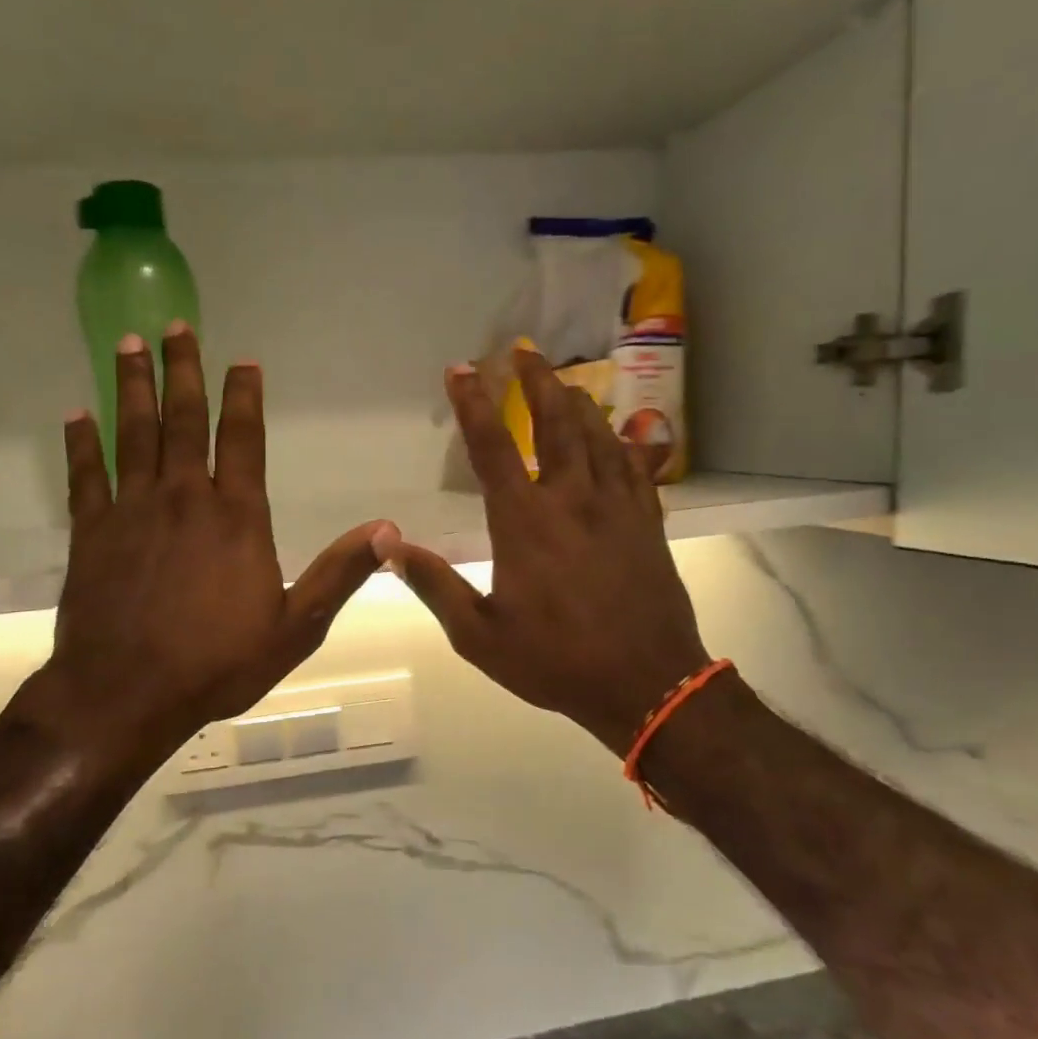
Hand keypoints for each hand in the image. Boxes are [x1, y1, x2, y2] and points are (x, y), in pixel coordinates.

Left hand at [17, 323, 395, 773]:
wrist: (126, 694)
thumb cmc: (217, 663)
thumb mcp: (296, 627)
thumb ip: (339, 574)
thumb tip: (388, 529)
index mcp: (237, 517)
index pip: (243, 439)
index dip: (242, 396)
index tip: (241, 360)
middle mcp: (184, 498)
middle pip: (183, 420)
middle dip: (182, 370)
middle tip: (175, 325)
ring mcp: (132, 510)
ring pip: (133, 433)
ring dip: (133, 387)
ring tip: (128, 344)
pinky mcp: (90, 532)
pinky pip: (86, 475)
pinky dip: (81, 443)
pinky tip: (76, 415)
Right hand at [389, 349, 709, 755]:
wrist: (647, 685)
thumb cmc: (556, 661)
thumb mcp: (479, 635)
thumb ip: (434, 585)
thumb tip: (389, 544)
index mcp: (525, 523)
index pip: (493, 448)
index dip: (473, 404)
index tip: (461, 369)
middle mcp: (572, 501)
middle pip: (556, 424)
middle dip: (537, 383)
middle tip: (523, 352)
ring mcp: (617, 509)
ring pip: (599, 437)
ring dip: (579, 403)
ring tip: (565, 382)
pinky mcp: (648, 524)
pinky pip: (637, 468)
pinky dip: (624, 442)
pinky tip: (621, 433)